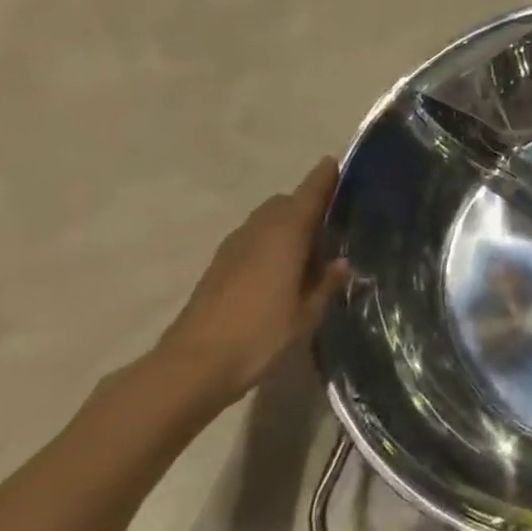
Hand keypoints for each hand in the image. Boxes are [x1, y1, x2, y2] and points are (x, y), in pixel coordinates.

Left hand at [153, 158, 351, 409]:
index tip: (335, 163)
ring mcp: (232, 249)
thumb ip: (326, 283)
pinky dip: (269, 242)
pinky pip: (252, 240)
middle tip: (330, 223)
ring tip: (308, 249)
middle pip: (284, 203)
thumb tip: (341, 263)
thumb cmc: (259, 336)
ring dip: (286, 225)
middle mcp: (258, 232)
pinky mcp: (217, 268)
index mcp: (285, 235)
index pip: (309, 195)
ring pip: (265, 221)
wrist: (190, 367)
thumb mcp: (307, 314)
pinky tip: (281, 270)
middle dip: (306, 205)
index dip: (323, 178)